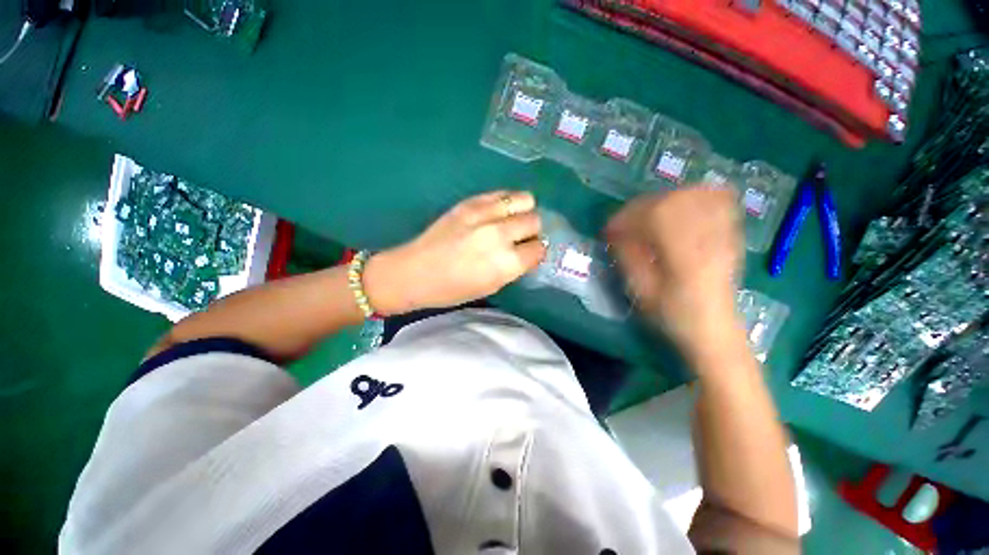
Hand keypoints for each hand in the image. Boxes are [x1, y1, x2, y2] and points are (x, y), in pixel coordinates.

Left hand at [364, 191, 545, 314]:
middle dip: (532, 231)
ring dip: (523, 211)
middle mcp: (500, 234)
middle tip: (520, 238)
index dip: (536, 252)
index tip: (529, 254)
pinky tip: (498, 212)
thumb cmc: (452, 290)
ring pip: (524, 199)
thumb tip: (527, 252)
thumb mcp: (491, 286)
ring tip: (512, 221)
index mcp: (506, 263)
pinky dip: (506, 202)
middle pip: (535, 221)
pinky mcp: (470, 202)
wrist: (414, 272)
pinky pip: (501, 194)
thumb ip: (513, 267)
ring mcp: (484, 214)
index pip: (539, 249)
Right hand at [606, 187, 742, 356]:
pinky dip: (697, 194)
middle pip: (674, 200)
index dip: (628, 216)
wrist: (714, 328)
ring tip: (648, 214)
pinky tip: (681, 204)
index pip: (656, 216)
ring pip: (695, 194)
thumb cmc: (673, 315)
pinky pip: (719, 200)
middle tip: (625, 222)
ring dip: (665, 198)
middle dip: (641, 206)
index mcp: (686, 257)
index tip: (609, 229)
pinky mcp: (730, 234)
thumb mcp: (642, 292)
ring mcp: (724, 234)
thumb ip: (628, 258)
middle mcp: (709, 239)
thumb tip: (616, 234)